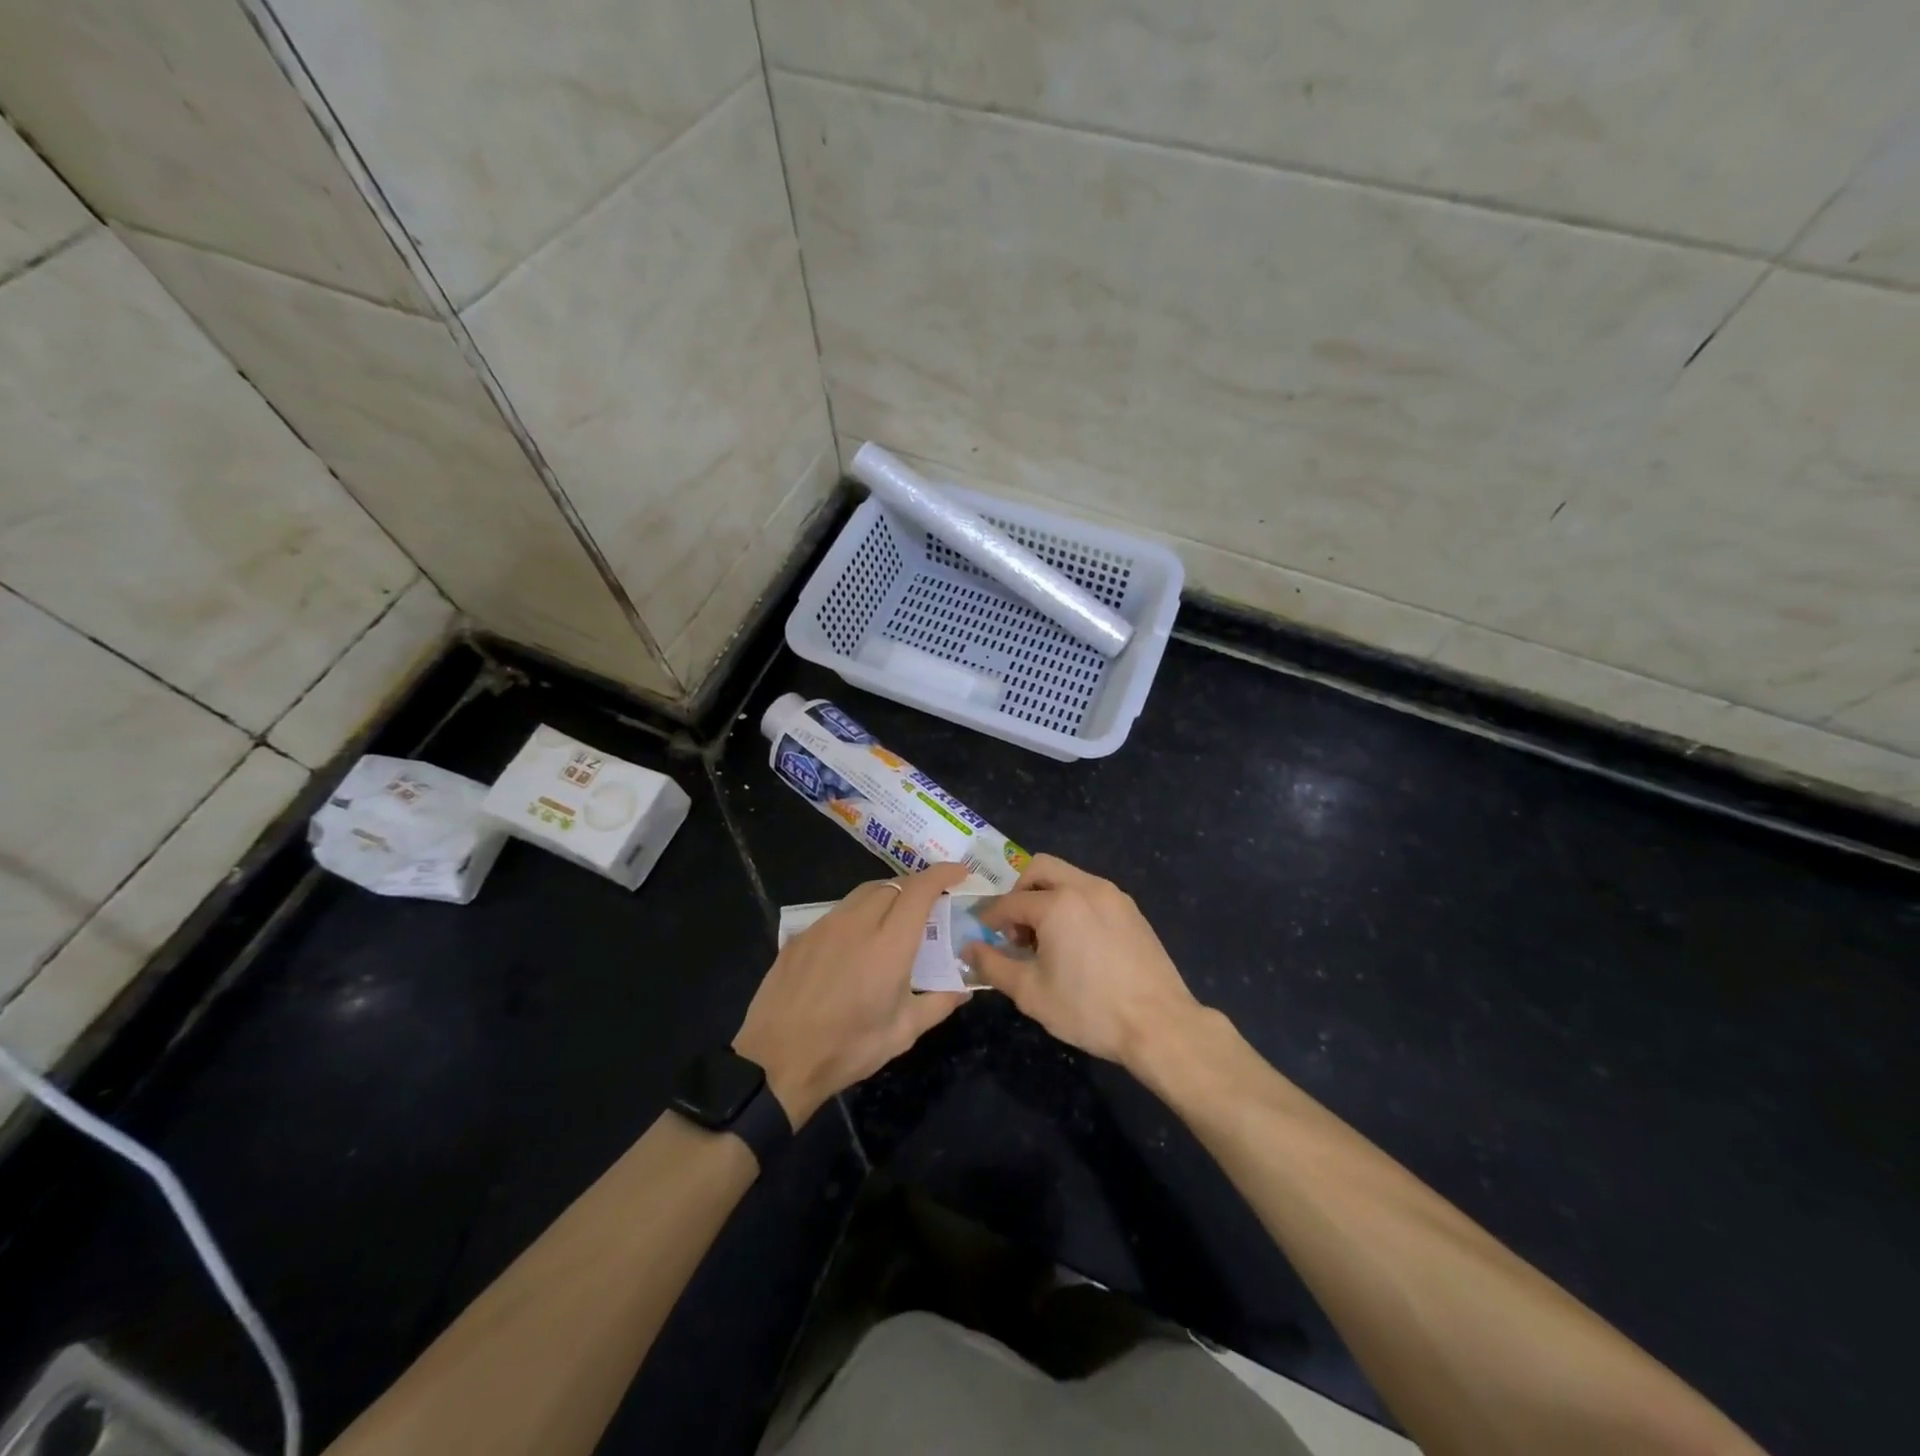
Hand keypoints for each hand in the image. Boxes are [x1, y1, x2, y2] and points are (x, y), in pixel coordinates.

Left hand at [734, 862, 971, 1124]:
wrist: (777, 1061)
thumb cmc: (847, 1049)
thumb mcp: (902, 1033)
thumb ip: (938, 1003)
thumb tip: (964, 989)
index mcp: (889, 945)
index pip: (920, 890)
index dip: (942, 874)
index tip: (959, 872)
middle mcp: (857, 924)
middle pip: (892, 885)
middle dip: (916, 887)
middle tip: (929, 905)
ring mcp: (824, 926)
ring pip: (862, 894)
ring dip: (886, 896)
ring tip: (894, 918)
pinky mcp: (800, 936)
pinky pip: (837, 912)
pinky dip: (857, 915)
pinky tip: (855, 943)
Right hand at [963, 854, 1201, 1069]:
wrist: (1160, 1024)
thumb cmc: (1089, 1009)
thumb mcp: (1031, 993)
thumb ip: (993, 965)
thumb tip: (969, 948)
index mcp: (1057, 904)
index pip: (1010, 902)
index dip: (991, 917)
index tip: (983, 934)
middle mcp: (1085, 887)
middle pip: (1040, 868)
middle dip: (1020, 892)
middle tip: (1015, 928)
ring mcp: (1113, 895)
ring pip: (1069, 877)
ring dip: (1047, 896)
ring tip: (1045, 939)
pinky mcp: (1132, 910)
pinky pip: (1091, 892)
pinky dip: (1073, 904)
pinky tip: (1076, 943)